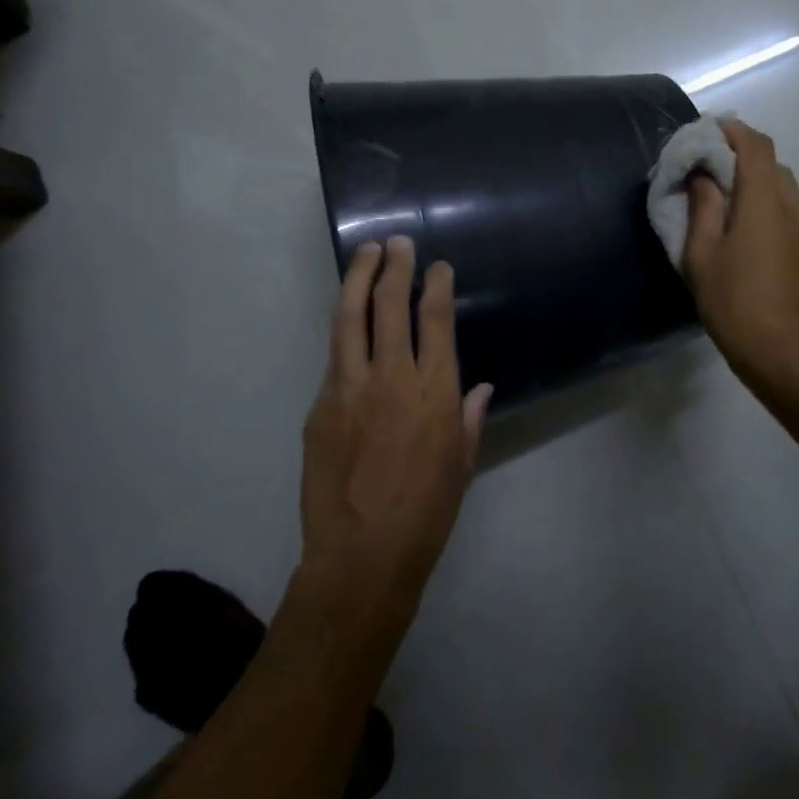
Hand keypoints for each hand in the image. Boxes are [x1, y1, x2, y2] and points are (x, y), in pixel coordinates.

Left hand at [297, 236, 493, 636]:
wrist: (361, 555)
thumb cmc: (426, 513)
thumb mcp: (462, 465)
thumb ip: (469, 418)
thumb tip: (479, 387)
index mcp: (435, 392)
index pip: (436, 319)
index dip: (436, 284)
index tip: (437, 266)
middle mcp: (392, 378)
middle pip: (390, 305)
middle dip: (395, 266)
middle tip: (397, 243)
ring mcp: (349, 388)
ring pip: (350, 317)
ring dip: (359, 279)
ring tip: (365, 253)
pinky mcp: (320, 405)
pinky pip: (334, 356)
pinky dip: (344, 329)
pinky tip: (349, 320)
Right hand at [682, 119, 798, 391]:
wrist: (786, 356)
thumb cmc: (734, 304)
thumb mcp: (702, 256)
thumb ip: (703, 208)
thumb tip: (703, 175)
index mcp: (765, 201)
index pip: (755, 145)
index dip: (732, 130)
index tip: (706, 132)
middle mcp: (793, 206)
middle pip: (771, 163)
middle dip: (740, 155)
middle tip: (706, 168)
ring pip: (782, 187)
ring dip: (754, 181)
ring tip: (722, 199)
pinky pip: (788, 210)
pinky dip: (766, 203)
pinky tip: (743, 228)